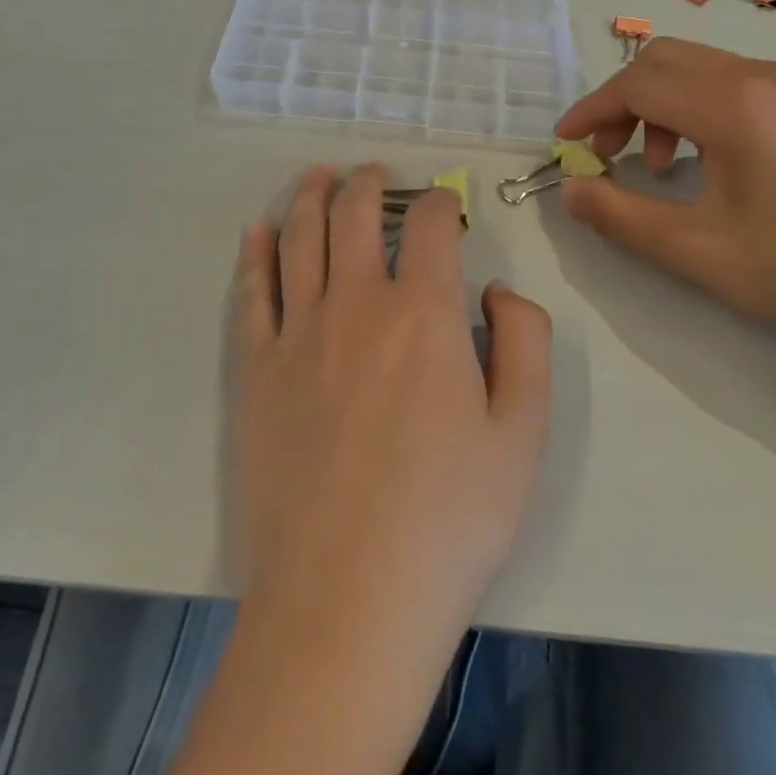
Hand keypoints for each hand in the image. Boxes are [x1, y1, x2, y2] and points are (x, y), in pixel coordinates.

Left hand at [234, 164, 551, 641]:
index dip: (441, 201)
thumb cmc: (449, 520)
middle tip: (373, 171)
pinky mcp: (255, 372)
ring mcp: (297, 335)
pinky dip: (254, 253)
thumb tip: (496, 291)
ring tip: (317, 176)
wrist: (346, 603)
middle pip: (355, 214)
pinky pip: (251, 293)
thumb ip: (524, 341)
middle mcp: (356, 304)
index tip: (447, 204)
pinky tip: (257, 231)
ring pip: (299, 238)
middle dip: (368, 183)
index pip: (430, 224)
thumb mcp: (523, 432)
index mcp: (425, 313)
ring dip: (309, 197)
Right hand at [554, 38, 775, 342]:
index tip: (566, 144)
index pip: (638, 84)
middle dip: (622, 102)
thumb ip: (619, 216)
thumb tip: (570, 189)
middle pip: (665, 60)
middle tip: (609, 155)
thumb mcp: (694, 250)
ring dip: (660, 105)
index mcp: (733, 104)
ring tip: (660, 167)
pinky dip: (698, 107)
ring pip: (700, 68)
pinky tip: (709, 160)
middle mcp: (761, 76)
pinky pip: (734, 82)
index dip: (591, 111)